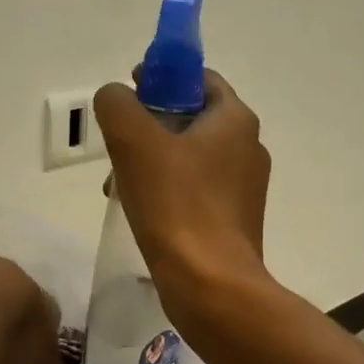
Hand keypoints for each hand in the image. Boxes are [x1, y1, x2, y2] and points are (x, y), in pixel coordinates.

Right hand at [94, 70, 271, 325]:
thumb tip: (115, 97)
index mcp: (234, 120)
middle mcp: (247, 147)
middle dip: (146, 126)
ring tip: (117, 186)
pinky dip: (164, 189)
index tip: (129, 95)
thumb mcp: (134, 141)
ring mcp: (243, 187)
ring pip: (187, 156)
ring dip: (149, 161)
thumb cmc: (175, 204)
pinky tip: (137, 209)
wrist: (210, 285)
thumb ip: (117, 104)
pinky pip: (192, 189)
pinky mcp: (232, 219)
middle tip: (116, 145)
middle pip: (189, 118)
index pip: (198, 79)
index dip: (161, 78)